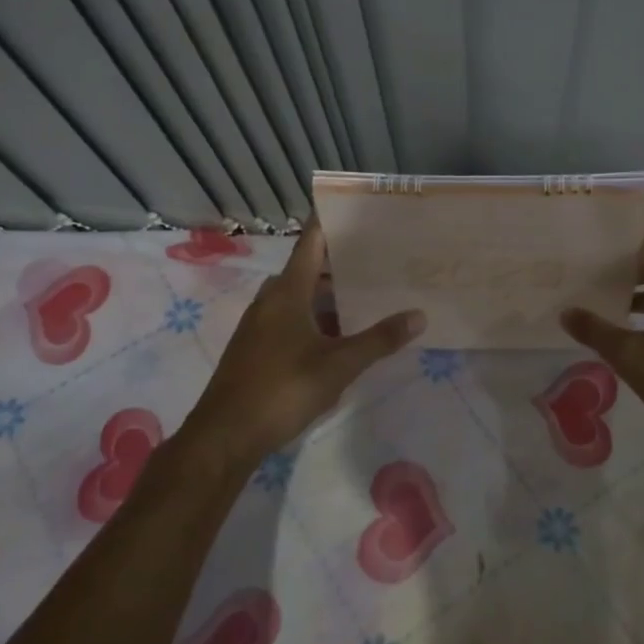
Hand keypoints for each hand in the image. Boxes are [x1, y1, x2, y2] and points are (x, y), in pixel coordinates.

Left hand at [182, 220, 424, 471]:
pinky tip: (340, 334)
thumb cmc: (282, 390)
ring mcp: (260, 324)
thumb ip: (379, 339)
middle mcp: (271, 299)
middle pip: (309, 268)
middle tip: (380, 256)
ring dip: (330, 294)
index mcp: (288, 291)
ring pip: (300, 296)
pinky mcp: (257, 348)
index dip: (330, 221)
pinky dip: (317, 316)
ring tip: (368, 293)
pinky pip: (292, 318)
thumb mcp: (338, 365)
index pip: (311, 242)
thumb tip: (419, 315)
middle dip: (341, 261)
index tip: (355, 207)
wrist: (224, 436)